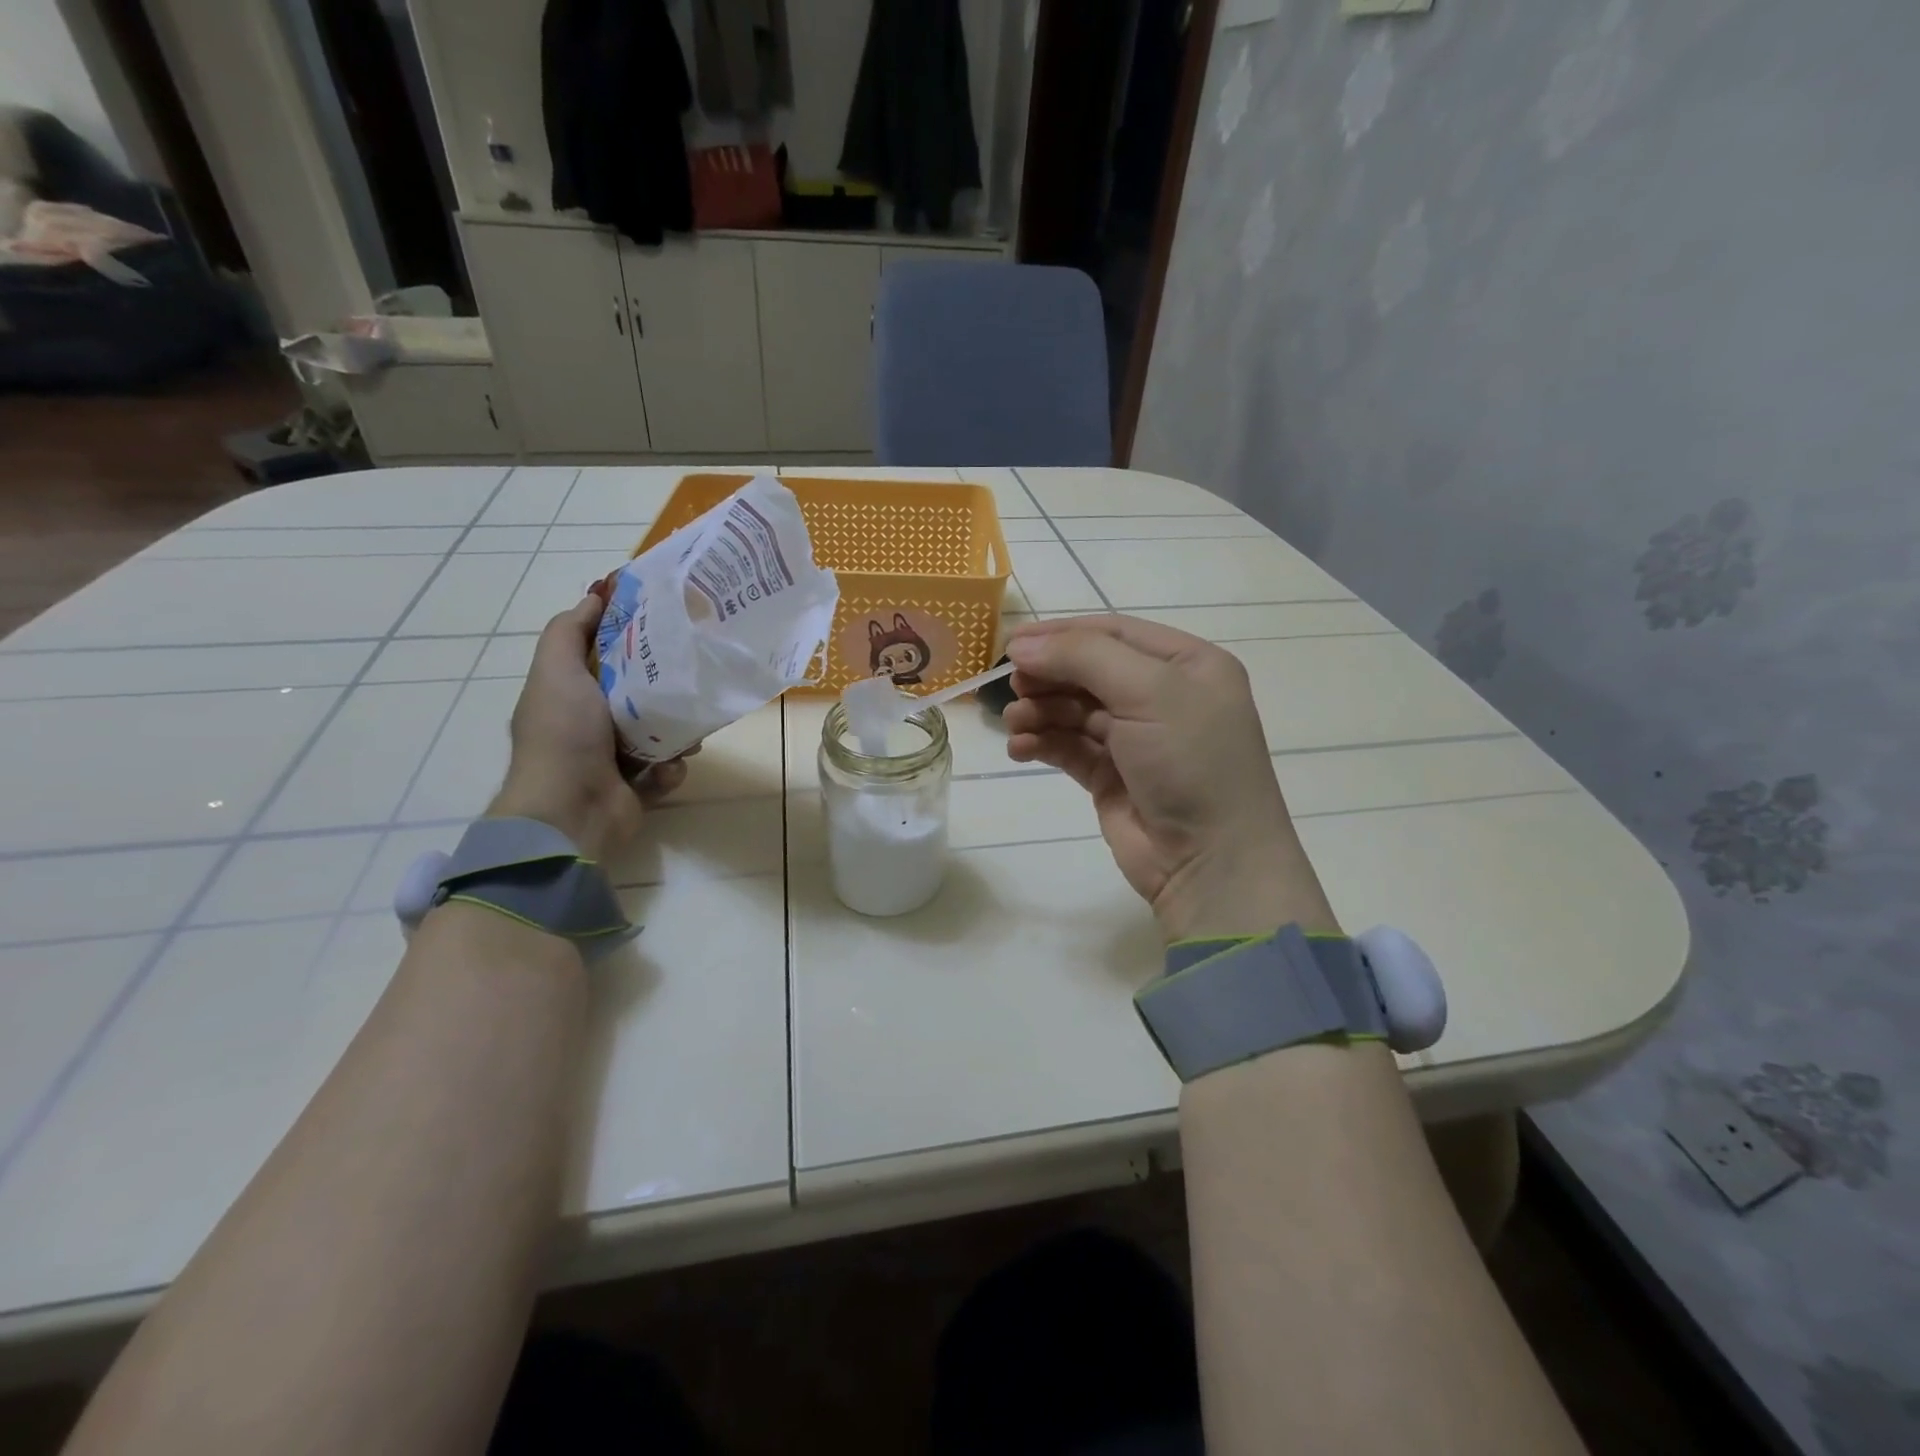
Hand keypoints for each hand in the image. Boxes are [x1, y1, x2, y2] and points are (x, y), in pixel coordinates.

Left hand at [489, 595, 686, 860]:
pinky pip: (666, 768)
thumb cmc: (564, 734)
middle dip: (666, 688)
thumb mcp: (555, 670)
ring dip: (676, 733)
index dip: (631, 636)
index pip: (605, 655)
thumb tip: (594, 594)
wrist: (571, 809)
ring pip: (661, 732)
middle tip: (692, 679)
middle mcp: (591, 723)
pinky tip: (667, 769)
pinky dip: (670, 769)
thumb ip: (569, 631)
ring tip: (687, 735)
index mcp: (570, 693)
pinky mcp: (637, 787)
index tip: (665, 621)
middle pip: (640, 692)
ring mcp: (614, 758)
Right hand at [1004, 615, 1337, 941]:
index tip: (1012, 642)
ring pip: (1074, 710)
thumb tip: (1020, 645)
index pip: (1114, 632)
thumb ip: (1084, 657)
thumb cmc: (1191, 762)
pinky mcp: (1111, 776)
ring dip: (1040, 711)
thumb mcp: (1149, 692)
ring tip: (1015, 722)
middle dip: (1048, 675)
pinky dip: (1042, 743)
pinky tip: (1020, 748)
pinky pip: (1068, 747)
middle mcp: (1163, 696)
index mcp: (1187, 664)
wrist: (1210, 861)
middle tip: (1011, 686)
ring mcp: (1136, 739)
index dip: (1062, 633)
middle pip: (1089, 670)